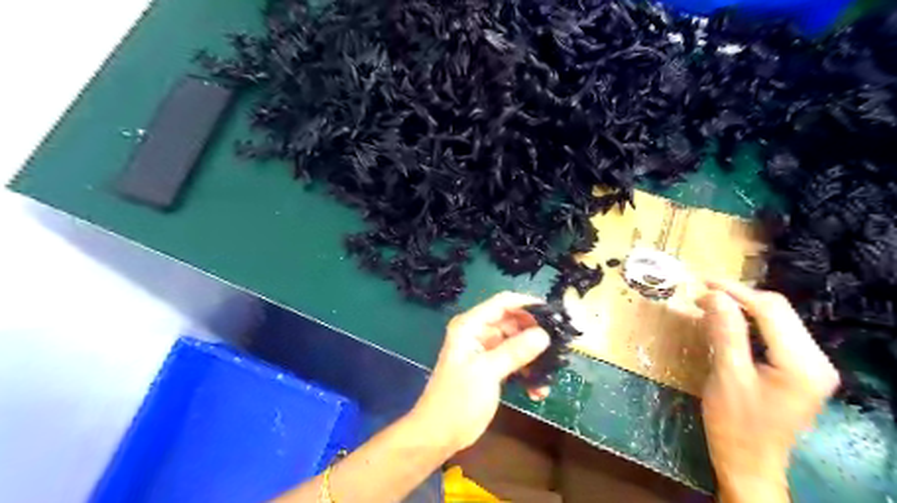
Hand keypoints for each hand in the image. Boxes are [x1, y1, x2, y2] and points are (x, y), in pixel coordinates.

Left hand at [410, 291, 551, 450]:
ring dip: (533, 357)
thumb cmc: (458, 399)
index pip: (503, 303)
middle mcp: (478, 332)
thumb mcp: (487, 372)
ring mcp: (485, 350)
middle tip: (559, 345)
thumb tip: (544, 334)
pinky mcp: (491, 368)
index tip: (554, 314)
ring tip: (551, 372)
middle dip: (534, 333)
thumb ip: (515, 351)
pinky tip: (537, 390)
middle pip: (512, 322)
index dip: (528, 304)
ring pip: (516, 342)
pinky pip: (514, 361)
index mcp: (470, 325)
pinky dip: (526, 372)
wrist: (439, 434)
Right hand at [701, 280, 841, 502]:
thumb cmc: (735, 424)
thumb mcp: (727, 376)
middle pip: (778, 311)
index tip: (701, 281)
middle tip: (701, 293)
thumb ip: (725, 332)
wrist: (749, 463)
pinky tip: (726, 323)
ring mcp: (810, 366)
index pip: (770, 310)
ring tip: (708, 304)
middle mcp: (816, 360)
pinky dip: (748, 323)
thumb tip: (713, 295)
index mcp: (803, 363)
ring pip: (776, 320)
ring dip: (742, 308)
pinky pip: (774, 334)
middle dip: (738, 297)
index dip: (735, 291)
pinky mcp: (798, 370)